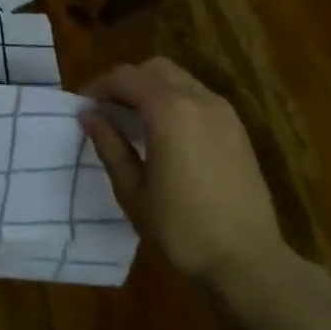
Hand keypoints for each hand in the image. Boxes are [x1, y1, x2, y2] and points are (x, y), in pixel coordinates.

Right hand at [80, 56, 285, 289]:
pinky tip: (164, 133)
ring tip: (133, 121)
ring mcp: (224, 113)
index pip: (125, 77)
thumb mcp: (132, 189)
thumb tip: (90, 116)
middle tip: (106, 109)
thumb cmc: (181, 227)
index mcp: (169, 111)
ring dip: (151, 89)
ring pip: (179, 79)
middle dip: (126, 81)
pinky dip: (174, 101)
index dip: (99, 86)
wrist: (248, 260)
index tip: (82, 106)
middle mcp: (199, 100)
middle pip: (155, 69)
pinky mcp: (238, 130)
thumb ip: (110, 145)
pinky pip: (198, 97)